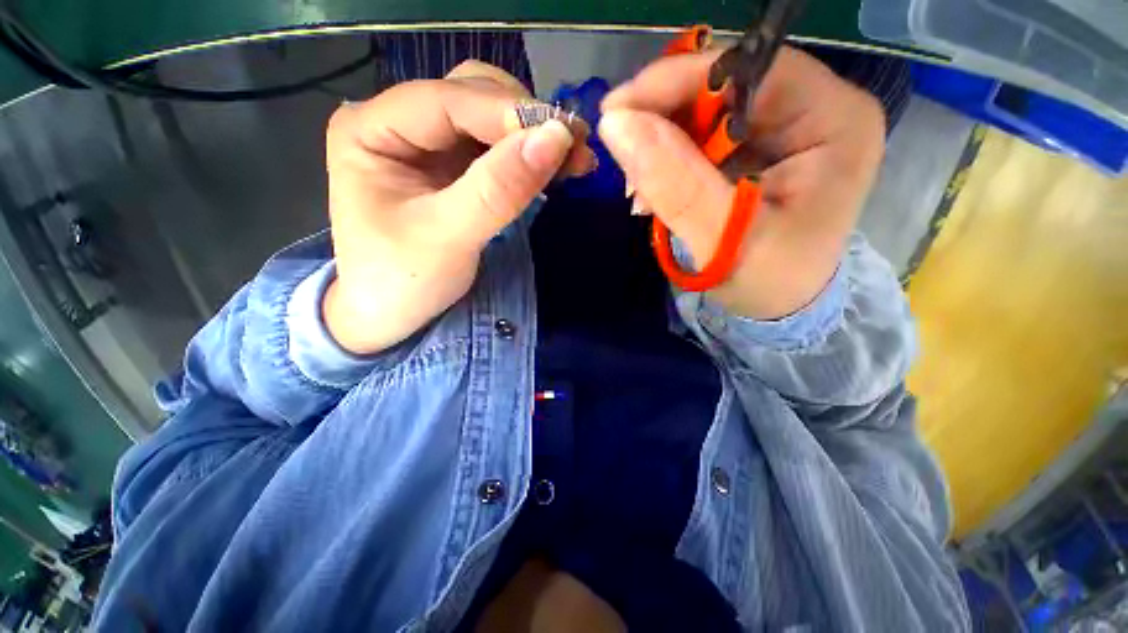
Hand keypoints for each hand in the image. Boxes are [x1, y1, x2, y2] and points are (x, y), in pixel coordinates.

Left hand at [323, 61, 591, 354]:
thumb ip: (498, 189)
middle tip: (576, 147)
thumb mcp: (449, 236)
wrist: (390, 316)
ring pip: (490, 120)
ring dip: (534, 136)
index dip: (508, 112)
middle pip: (471, 97)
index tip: (565, 133)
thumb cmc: (403, 281)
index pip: (447, 101)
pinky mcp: (453, 170)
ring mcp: (428, 145)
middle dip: (526, 120)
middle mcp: (398, 123)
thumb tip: (556, 138)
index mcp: (371, 129)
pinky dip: (529, 156)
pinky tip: (556, 167)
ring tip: (576, 158)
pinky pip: (497, 150)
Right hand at [600, 47, 884, 319]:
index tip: (618, 111)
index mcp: (833, 121)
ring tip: (640, 191)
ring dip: (660, 145)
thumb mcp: (723, 242)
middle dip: (664, 121)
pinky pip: (701, 138)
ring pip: (705, 112)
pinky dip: (668, 161)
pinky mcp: (757, 148)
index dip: (678, 82)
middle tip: (625, 161)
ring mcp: (785, 128)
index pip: (750, 70)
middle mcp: (815, 110)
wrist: (780, 305)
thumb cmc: (767, 282)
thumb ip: (676, 184)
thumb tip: (618, 125)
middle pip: (724, 86)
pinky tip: (654, 192)